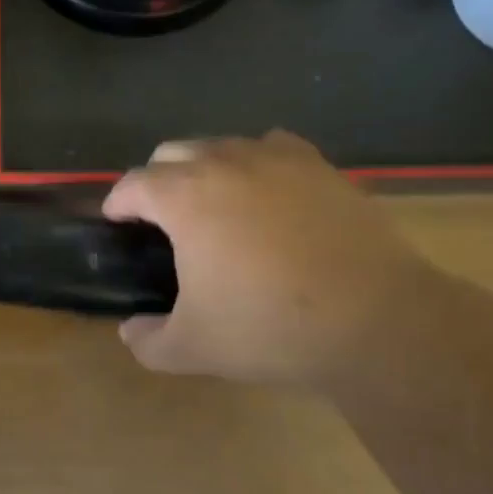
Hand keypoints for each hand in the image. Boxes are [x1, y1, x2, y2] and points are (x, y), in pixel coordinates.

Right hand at [101, 131, 437, 384]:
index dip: (118, 202)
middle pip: (172, 152)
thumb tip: (129, 331)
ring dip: (205, 168)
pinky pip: (272, 147)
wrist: (375, 319)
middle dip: (157, 180)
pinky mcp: (318, 165)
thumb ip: (148, 341)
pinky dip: (257, 163)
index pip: (134, 184)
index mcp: (184, 197)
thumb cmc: (271, 327)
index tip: (117, 220)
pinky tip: (267, 192)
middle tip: (163, 218)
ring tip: (215, 205)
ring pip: (222, 145)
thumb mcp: (194, 348)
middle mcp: (224, 162)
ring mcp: (275, 158)